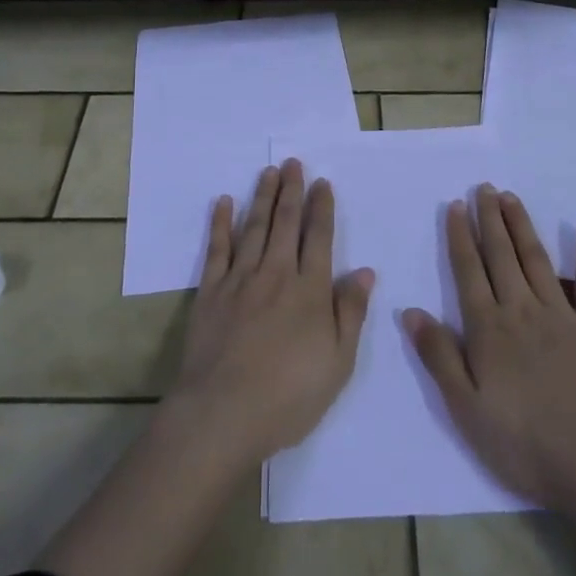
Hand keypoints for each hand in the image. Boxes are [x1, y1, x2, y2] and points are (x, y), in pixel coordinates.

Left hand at [167, 158, 374, 464]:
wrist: (224, 413)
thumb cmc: (289, 396)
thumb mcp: (338, 363)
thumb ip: (351, 313)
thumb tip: (364, 271)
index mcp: (310, 290)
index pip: (318, 238)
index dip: (321, 208)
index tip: (322, 182)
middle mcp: (276, 273)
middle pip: (285, 223)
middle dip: (291, 190)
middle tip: (293, 162)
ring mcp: (240, 279)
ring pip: (254, 227)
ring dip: (262, 197)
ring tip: (268, 172)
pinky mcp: (211, 291)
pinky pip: (217, 248)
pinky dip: (221, 223)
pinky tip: (223, 202)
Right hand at [402, 185, 575, 511]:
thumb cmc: (525, 442)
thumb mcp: (466, 408)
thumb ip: (438, 356)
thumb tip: (409, 310)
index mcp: (488, 328)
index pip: (468, 271)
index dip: (460, 236)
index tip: (455, 205)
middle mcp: (521, 309)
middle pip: (501, 255)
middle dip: (489, 219)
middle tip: (483, 186)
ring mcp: (560, 315)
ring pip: (536, 259)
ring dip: (522, 225)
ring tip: (511, 196)